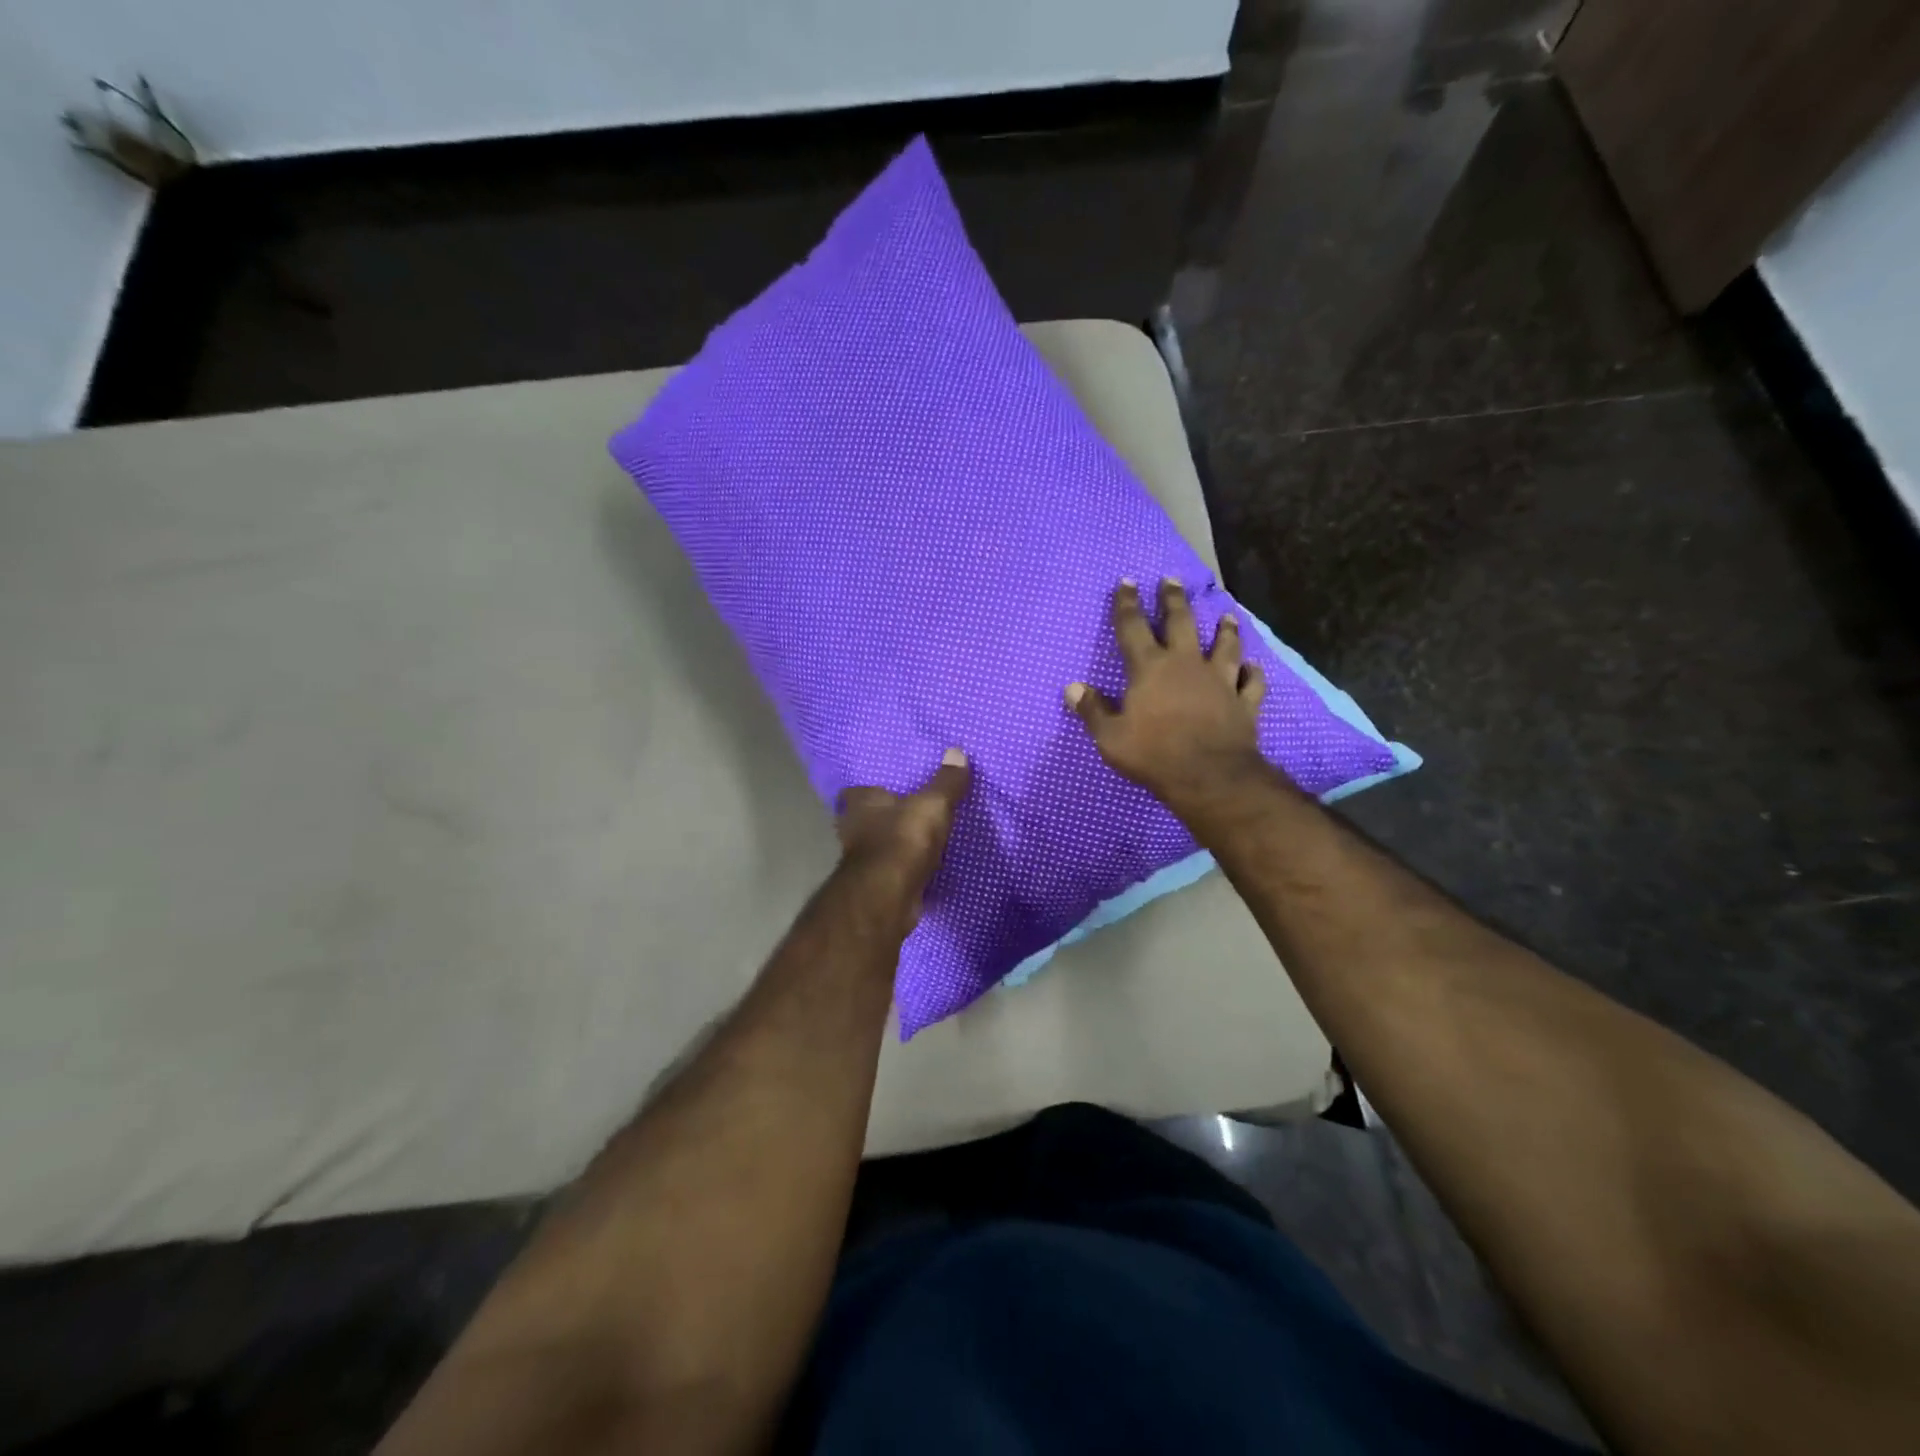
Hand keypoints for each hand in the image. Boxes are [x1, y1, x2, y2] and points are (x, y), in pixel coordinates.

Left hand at [835, 749, 971, 929]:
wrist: (889, 896)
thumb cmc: (903, 839)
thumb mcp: (933, 804)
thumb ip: (946, 782)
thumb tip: (957, 751)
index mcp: (860, 804)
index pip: (856, 792)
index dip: (872, 790)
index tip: (890, 790)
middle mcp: (853, 830)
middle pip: (867, 820)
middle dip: (886, 819)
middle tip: (911, 815)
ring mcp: (862, 862)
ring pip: (879, 847)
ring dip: (895, 846)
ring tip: (921, 841)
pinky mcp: (875, 887)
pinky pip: (892, 871)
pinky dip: (904, 870)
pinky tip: (922, 869)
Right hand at [1065, 578, 1269, 815]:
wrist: (1209, 777)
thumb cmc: (1153, 755)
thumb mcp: (1110, 737)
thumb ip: (1092, 710)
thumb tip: (1072, 688)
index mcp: (1150, 668)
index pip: (1133, 627)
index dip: (1127, 603)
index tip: (1127, 582)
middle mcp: (1186, 664)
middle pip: (1180, 622)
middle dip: (1173, 599)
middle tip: (1172, 580)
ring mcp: (1220, 680)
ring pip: (1225, 645)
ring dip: (1225, 629)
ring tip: (1226, 616)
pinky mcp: (1243, 702)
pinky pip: (1252, 682)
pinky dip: (1253, 673)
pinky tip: (1253, 667)